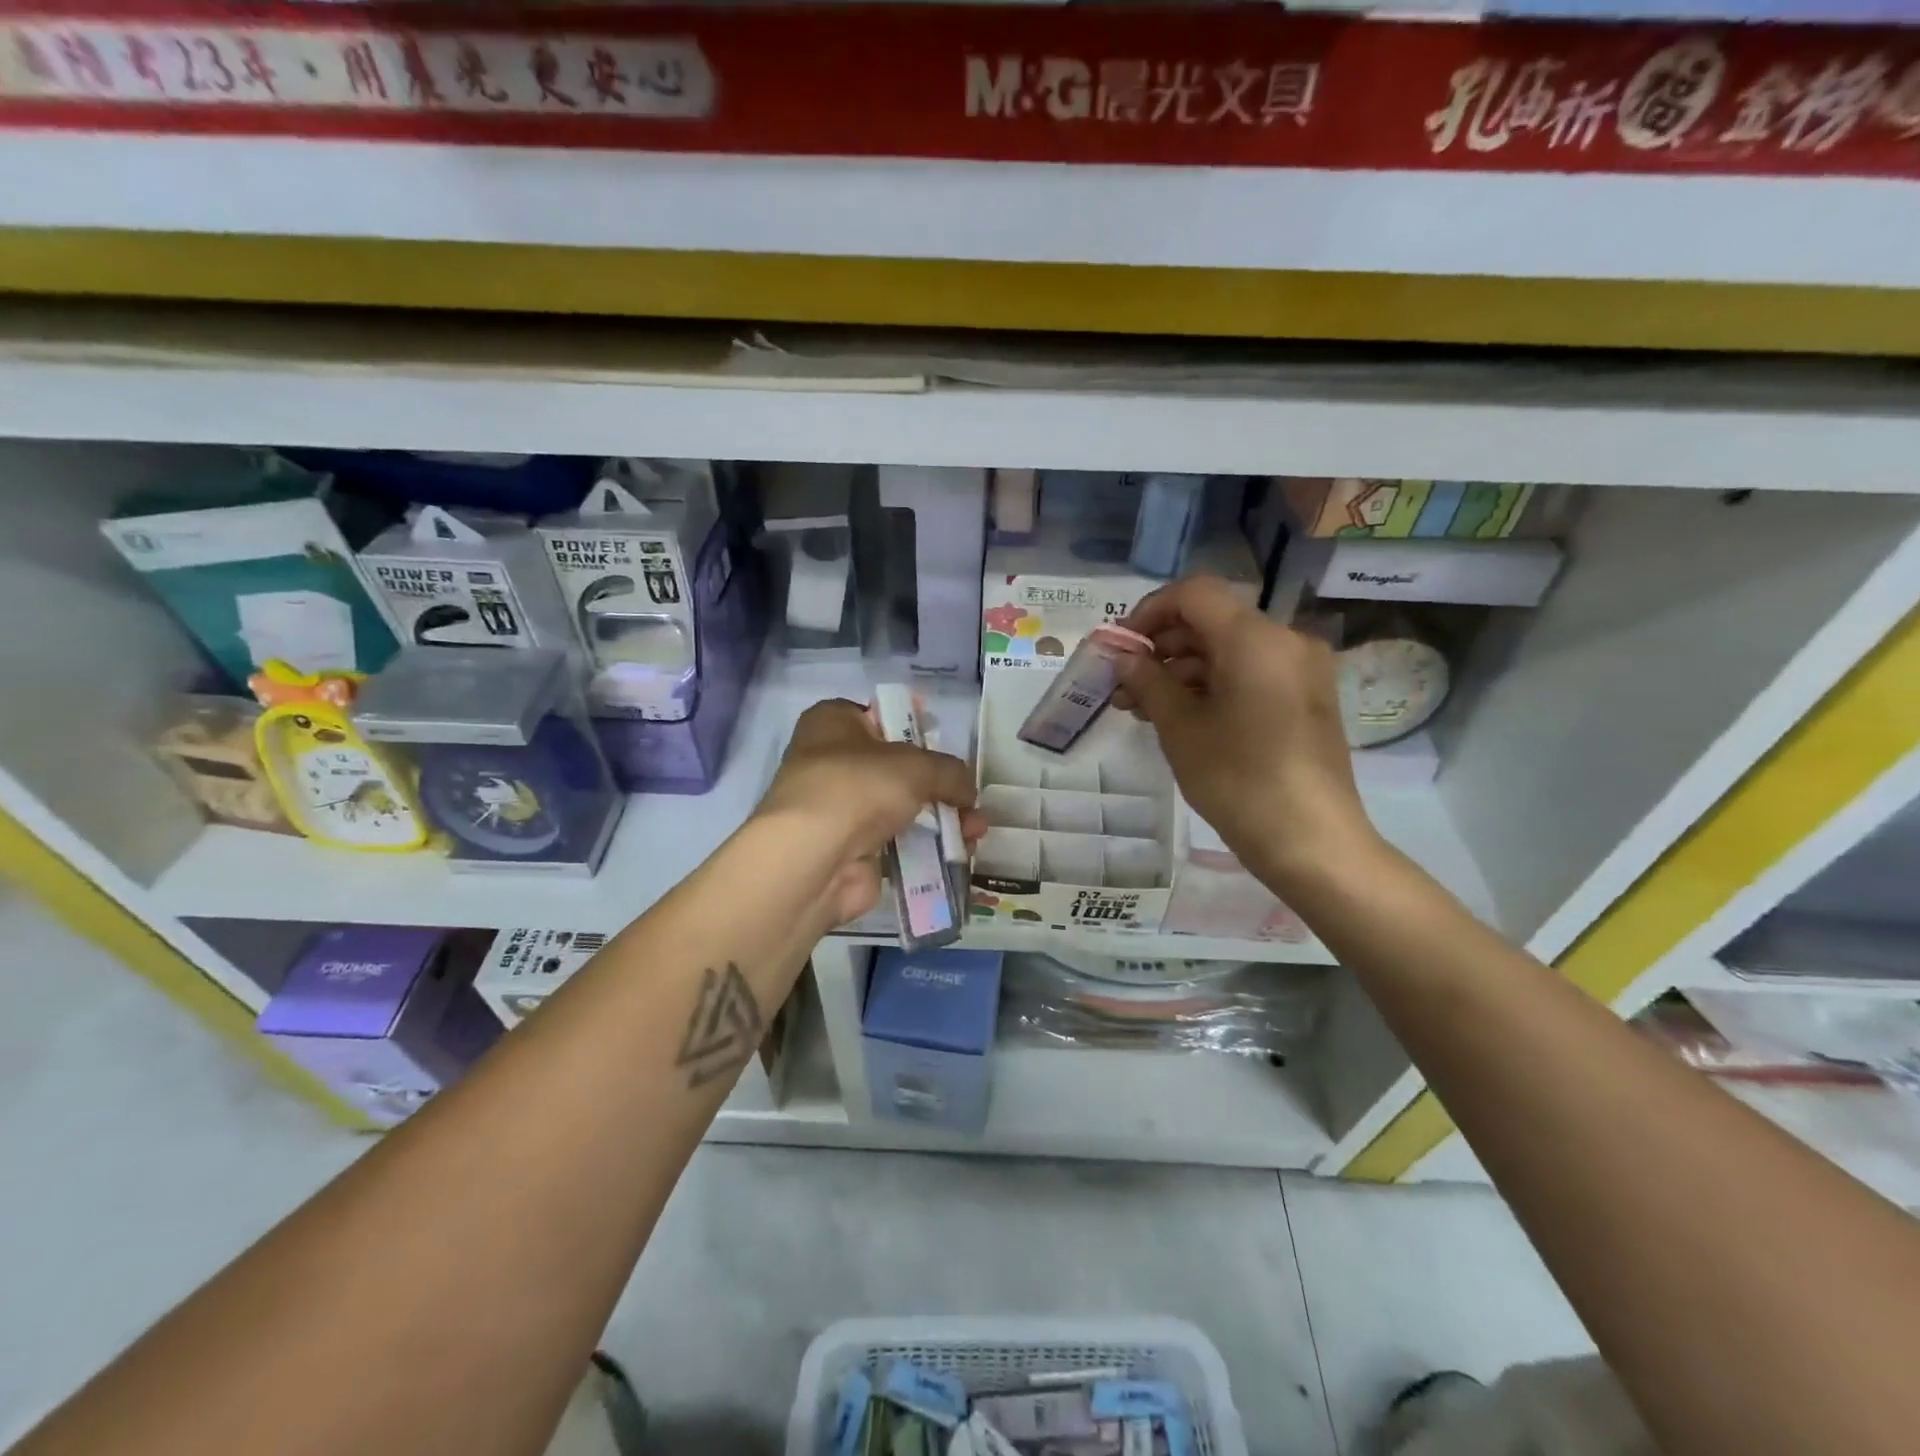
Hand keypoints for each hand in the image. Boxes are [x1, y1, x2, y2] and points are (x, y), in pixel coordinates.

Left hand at [757, 698, 982, 925]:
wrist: (814, 858)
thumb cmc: (857, 786)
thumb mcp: (916, 765)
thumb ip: (950, 772)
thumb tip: (968, 791)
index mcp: (833, 722)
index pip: (880, 715)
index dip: (915, 726)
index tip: (944, 741)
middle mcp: (830, 761)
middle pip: (896, 767)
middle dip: (938, 784)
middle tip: (969, 798)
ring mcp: (840, 809)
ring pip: (900, 808)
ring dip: (941, 819)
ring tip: (976, 831)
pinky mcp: (850, 849)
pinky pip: (897, 843)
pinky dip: (926, 847)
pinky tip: (959, 852)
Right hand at [1116, 576, 1379, 888]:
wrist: (1311, 840)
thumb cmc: (1238, 779)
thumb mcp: (1180, 728)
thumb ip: (1148, 681)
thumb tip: (1124, 657)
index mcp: (1255, 638)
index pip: (1194, 594)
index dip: (1149, 611)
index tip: (1122, 648)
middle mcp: (1285, 640)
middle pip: (1212, 621)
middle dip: (1162, 647)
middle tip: (1123, 686)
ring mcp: (1301, 670)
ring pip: (1229, 650)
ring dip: (1183, 670)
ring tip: (1143, 708)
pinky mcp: (1306, 698)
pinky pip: (1251, 673)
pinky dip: (1213, 685)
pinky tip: (1180, 716)